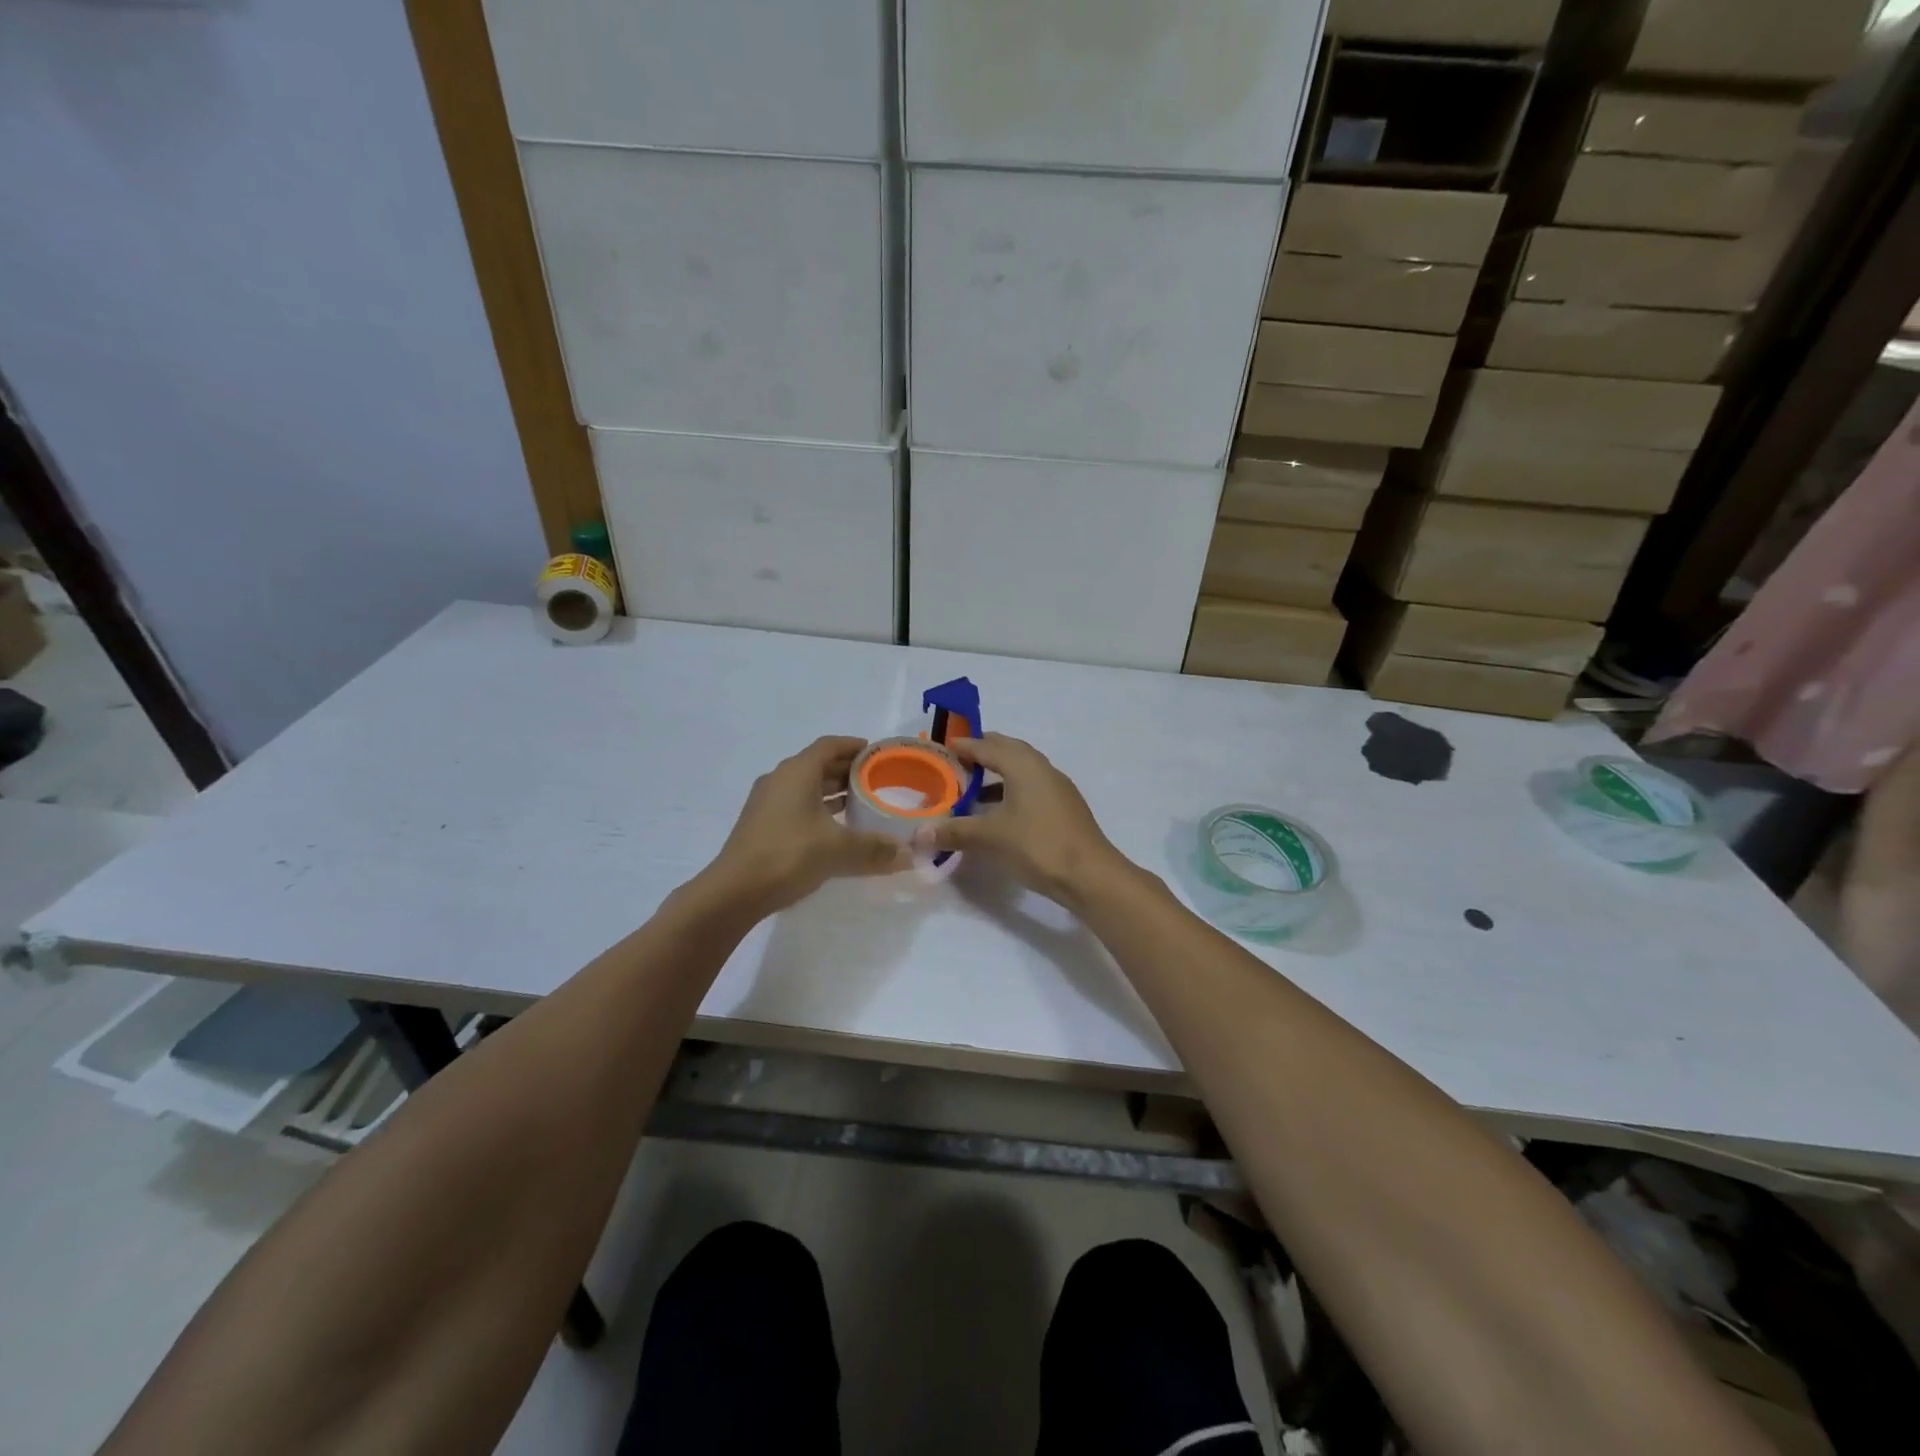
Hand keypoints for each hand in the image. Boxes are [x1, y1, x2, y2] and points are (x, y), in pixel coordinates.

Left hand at [702, 736, 910, 915]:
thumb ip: (875, 849)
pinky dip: (818, 809)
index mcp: (797, 772)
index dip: (853, 746)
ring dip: (831, 791)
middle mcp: (780, 780)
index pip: (829, 745)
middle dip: (846, 770)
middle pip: (817, 765)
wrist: (734, 891)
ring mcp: (766, 803)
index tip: (876, 753)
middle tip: (876, 780)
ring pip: (805, 787)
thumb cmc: (788, 855)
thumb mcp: (839, 850)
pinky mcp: (761, 824)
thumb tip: (909, 855)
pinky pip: (796, 805)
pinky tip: (835, 829)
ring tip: (860, 803)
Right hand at [910, 733, 1134, 910]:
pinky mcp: (1064, 807)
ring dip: (997, 774)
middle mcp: (1042, 768)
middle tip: (956, 762)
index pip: (987, 746)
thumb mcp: (990, 837)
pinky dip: (1010, 791)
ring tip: (972, 788)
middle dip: (982, 752)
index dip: (964, 746)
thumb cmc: (1038, 845)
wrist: (1090, 875)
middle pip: (1008, 750)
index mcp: (1024, 765)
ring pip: (1022, 769)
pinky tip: (998, 813)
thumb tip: (918, 835)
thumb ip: (954, 831)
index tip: (942, 748)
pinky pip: (1031, 787)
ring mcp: (1057, 787)